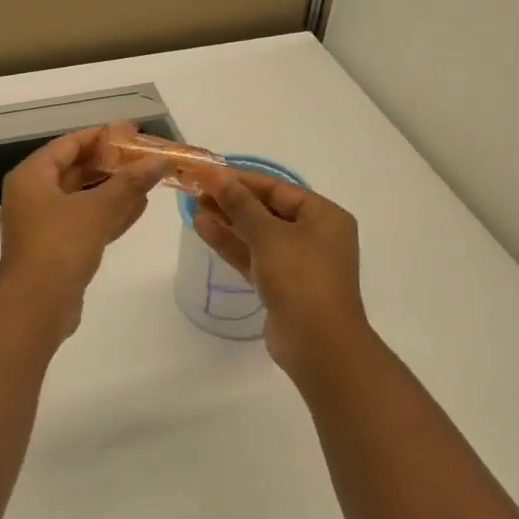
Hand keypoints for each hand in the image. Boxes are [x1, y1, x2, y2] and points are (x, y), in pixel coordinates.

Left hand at [0, 127, 166, 341]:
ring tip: (148, 179)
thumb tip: (160, 160)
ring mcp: (44, 224)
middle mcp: (33, 196)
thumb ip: (130, 182)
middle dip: (110, 164)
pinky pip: (86, 222)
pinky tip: (139, 208)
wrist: (36, 307)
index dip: (101, 136)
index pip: (68, 145)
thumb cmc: (60, 246)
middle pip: (76, 170)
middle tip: (144, 156)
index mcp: (32, 177)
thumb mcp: (98, 209)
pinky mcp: (57, 248)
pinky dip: (109, 213)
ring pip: (83, 197)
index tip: (131, 131)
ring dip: (114, 189)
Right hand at [191, 167, 367, 376]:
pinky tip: (202, 228)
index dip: (242, 179)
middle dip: (232, 200)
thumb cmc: (301, 278)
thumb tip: (217, 176)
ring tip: (194, 206)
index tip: (209, 173)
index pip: (278, 188)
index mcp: (324, 216)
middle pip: (267, 210)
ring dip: (227, 221)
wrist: (318, 344)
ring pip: (257, 234)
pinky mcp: (280, 286)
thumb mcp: (269, 235)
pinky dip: (231, 243)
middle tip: (197, 190)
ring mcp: (297, 263)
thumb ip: (241, 204)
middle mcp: (314, 236)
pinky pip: (253, 256)